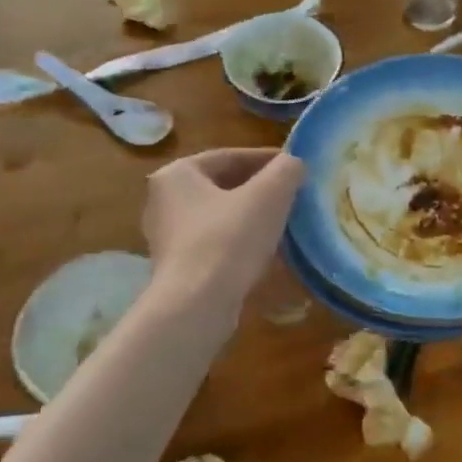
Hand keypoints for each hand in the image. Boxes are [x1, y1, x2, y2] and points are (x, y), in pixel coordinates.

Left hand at [144, 148, 305, 309]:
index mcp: (177, 174)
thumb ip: (286, 170)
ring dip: (253, 217)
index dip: (268, 159)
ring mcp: (168, 236)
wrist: (197, 305)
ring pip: (221, 216)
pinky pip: (216, 243)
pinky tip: (268, 252)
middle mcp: (163, 201)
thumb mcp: (269, 195)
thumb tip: (294, 164)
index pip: (230, 156)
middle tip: (294, 195)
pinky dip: (242, 242)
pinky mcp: (177, 267)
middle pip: (224, 186)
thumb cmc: (229, 239)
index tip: (297, 168)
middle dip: (261, 190)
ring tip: (287, 223)